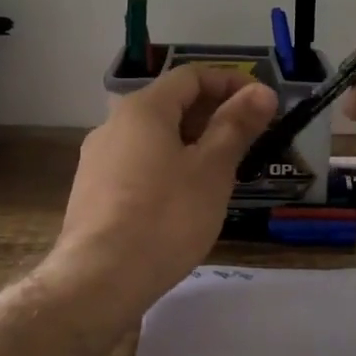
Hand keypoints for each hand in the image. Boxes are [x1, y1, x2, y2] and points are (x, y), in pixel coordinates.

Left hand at [50, 65, 277, 313]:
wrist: (99, 279)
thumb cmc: (165, 217)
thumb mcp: (212, 170)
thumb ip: (236, 126)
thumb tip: (262, 91)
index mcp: (142, 109)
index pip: (191, 76)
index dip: (231, 83)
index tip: (262, 104)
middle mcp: (113, 124)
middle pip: (170, 104)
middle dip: (213, 115)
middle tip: (248, 141)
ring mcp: (97, 159)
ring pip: (153, 137)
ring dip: (191, 143)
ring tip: (221, 172)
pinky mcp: (92, 191)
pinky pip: (137, 164)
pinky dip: (167, 166)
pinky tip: (183, 199)